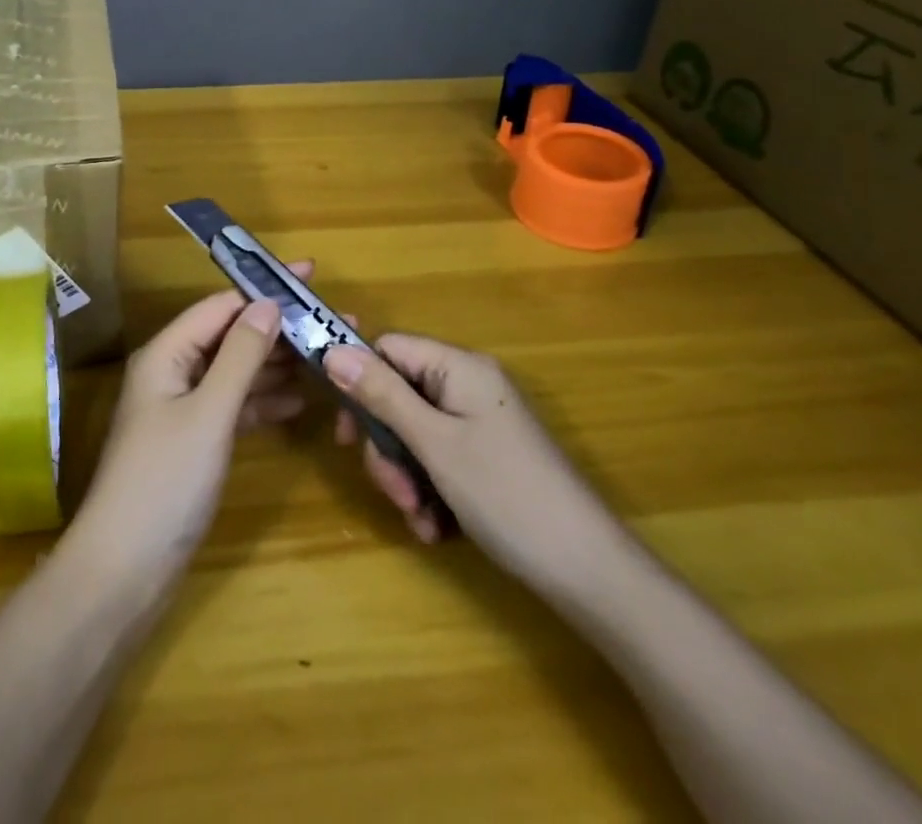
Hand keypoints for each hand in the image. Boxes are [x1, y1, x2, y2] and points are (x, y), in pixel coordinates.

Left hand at [69, 270, 313, 584]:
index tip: (310, 276)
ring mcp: (183, 409)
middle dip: (279, 329)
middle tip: (334, 324)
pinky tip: (299, 401)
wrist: (124, 570)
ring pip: (236, 372)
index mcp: (167, 354)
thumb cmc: (164, 481)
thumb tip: (269, 304)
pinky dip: (263, 401)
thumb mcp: (208, 412)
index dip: (265, 289)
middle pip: (231, 337)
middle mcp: (173, 372)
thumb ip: (240, 356)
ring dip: (277, 365)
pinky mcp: (194, 442)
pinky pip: (234, 407)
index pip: (221, 306)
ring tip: (328, 357)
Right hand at [322, 334, 617, 586]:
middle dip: (388, 447)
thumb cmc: (505, 495)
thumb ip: (382, 395)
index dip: (359, 382)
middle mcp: (469, 386)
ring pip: (415, 434)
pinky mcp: (488, 457)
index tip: (346, 434)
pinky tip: (436, 527)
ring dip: (407, 477)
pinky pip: (440, 459)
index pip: (388, 350)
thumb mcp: (434, 443)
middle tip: (394, 491)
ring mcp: (481, 423)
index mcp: (459, 367)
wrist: (589, 571)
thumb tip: (332, 351)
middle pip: (399, 396)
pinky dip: (430, 491)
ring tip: (420, 518)